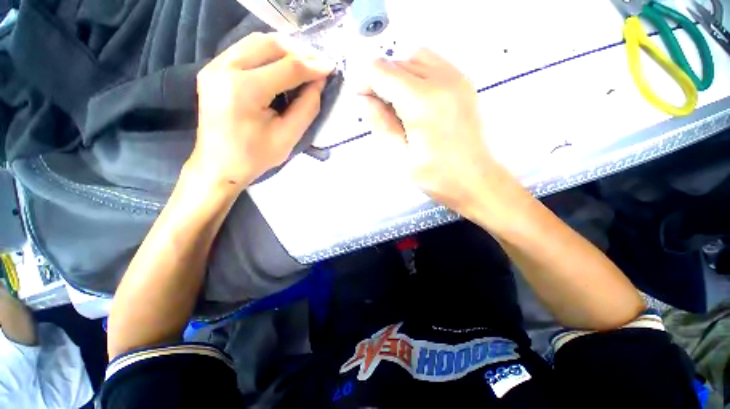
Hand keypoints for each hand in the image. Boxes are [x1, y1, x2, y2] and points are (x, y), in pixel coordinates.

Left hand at [191, 32, 334, 190]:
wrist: (219, 166)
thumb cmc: (255, 157)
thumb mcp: (288, 137)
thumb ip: (307, 108)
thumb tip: (319, 82)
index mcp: (244, 90)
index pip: (286, 68)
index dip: (312, 66)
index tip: (331, 67)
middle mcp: (224, 69)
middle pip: (269, 44)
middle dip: (299, 51)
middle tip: (318, 63)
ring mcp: (214, 66)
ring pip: (256, 41)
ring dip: (284, 49)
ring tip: (304, 62)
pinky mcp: (212, 69)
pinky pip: (244, 49)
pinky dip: (268, 52)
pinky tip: (282, 64)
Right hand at [360, 49, 519, 219]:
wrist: (476, 179)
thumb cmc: (436, 176)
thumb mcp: (400, 157)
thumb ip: (380, 124)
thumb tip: (364, 99)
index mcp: (422, 102)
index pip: (381, 70)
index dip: (365, 82)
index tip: (364, 102)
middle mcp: (441, 81)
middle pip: (397, 61)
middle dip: (381, 81)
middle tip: (382, 111)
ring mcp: (457, 78)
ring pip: (414, 58)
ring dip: (399, 76)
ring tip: (400, 105)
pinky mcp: (464, 83)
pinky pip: (433, 64)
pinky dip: (417, 75)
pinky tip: (418, 101)